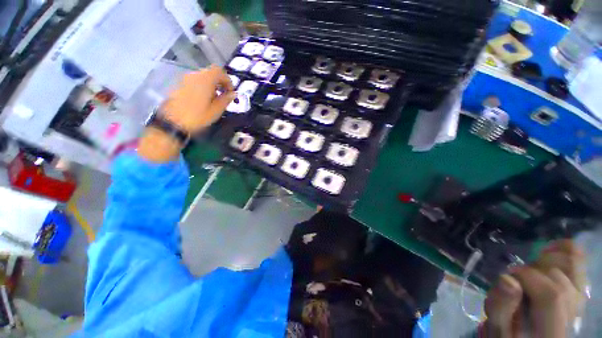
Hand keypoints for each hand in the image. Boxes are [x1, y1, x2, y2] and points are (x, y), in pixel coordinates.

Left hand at [138, 66, 234, 161]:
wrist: (172, 121)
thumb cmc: (197, 116)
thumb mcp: (216, 110)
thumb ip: (226, 100)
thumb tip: (233, 94)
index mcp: (205, 80)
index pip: (219, 71)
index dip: (228, 80)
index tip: (231, 92)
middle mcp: (194, 75)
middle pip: (210, 73)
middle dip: (220, 83)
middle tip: (224, 96)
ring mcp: (185, 79)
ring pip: (202, 77)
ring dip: (211, 86)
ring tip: (214, 100)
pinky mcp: (179, 85)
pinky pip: (195, 82)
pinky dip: (202, 88)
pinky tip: (203, 101)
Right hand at [484, 240, 585, 337]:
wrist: (532, 337)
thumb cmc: (509, 335)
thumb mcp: (497, 329)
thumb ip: (501, 307)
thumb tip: (507, 278)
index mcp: (550, 329)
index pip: (551, 295)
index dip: (527, 278)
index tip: (507, 278)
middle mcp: (571, 314)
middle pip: (560, 280)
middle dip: (532, 270)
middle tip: (516, 279)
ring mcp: (579, 301)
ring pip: (572, 267)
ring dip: (546, 261)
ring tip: (530, 269)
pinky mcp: (579, 292)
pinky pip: (579, 264)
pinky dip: (566, 250)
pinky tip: (551, 249)